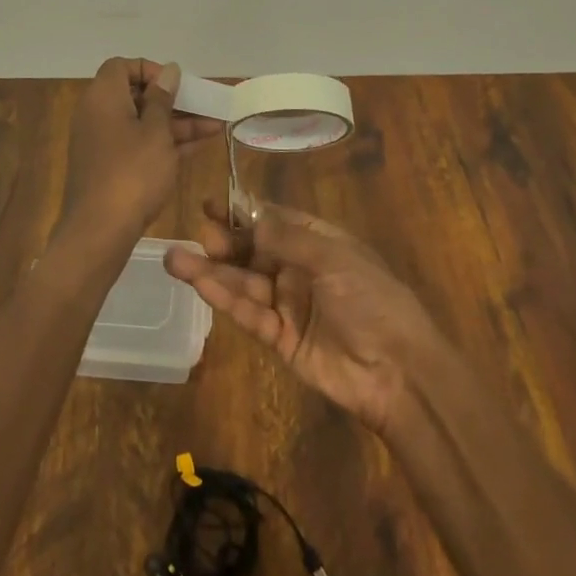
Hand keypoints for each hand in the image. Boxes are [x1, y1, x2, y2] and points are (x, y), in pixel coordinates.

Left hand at [63, 59, 216, 239]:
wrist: (99, 232)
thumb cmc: (132, 172)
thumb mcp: (156, 132)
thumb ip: (163, 99)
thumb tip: (168, 70)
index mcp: (103, 97)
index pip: (122, 66)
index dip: (150, 70)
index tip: (176, 84)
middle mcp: (98, 114)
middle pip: (136, 95)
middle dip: (173, 100)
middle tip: (204, 106)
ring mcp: (103, 143)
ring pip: (142, 122)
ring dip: (176, 123)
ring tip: (216, 126)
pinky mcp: (110, 167)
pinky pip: (139, 144)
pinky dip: (164, 143)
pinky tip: (199, 145)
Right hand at [165, 200, 445, 435]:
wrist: (399, 371)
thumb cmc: (371, 299)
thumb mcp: (333, 257)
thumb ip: (286, 237)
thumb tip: (247, 216)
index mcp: (317, 241)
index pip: (272, 220)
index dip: (242, 212)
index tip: (210, 204)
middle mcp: (298, 269)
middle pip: (252, 250)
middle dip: (224, 242)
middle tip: (198, 234)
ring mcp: (287, 304)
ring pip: (243, 282)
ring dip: (212, 271)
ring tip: (176, 259)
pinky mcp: (279, 338)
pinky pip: (248, 314)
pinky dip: (225, 299)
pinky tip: (201, 285)